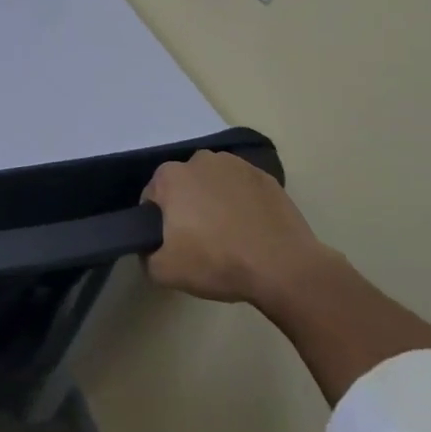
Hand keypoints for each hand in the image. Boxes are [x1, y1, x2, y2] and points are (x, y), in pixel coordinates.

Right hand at [142, 152, 330, 304]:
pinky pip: (243, 189)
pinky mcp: (267, 177)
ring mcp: (237, 165)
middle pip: (184, 186)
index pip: (153, 198)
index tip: (174, 244)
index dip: (160, 223)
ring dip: (215, 202)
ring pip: (214, 184)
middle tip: (200, 241)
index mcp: (170, 176)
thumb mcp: (164, 271)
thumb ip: (145, 256)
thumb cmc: (217, 262)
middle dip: (187, 207)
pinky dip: (243, 203)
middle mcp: (200, 160)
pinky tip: (252, 230)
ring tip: (230, 236)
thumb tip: (150, 249)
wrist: (285, 269)